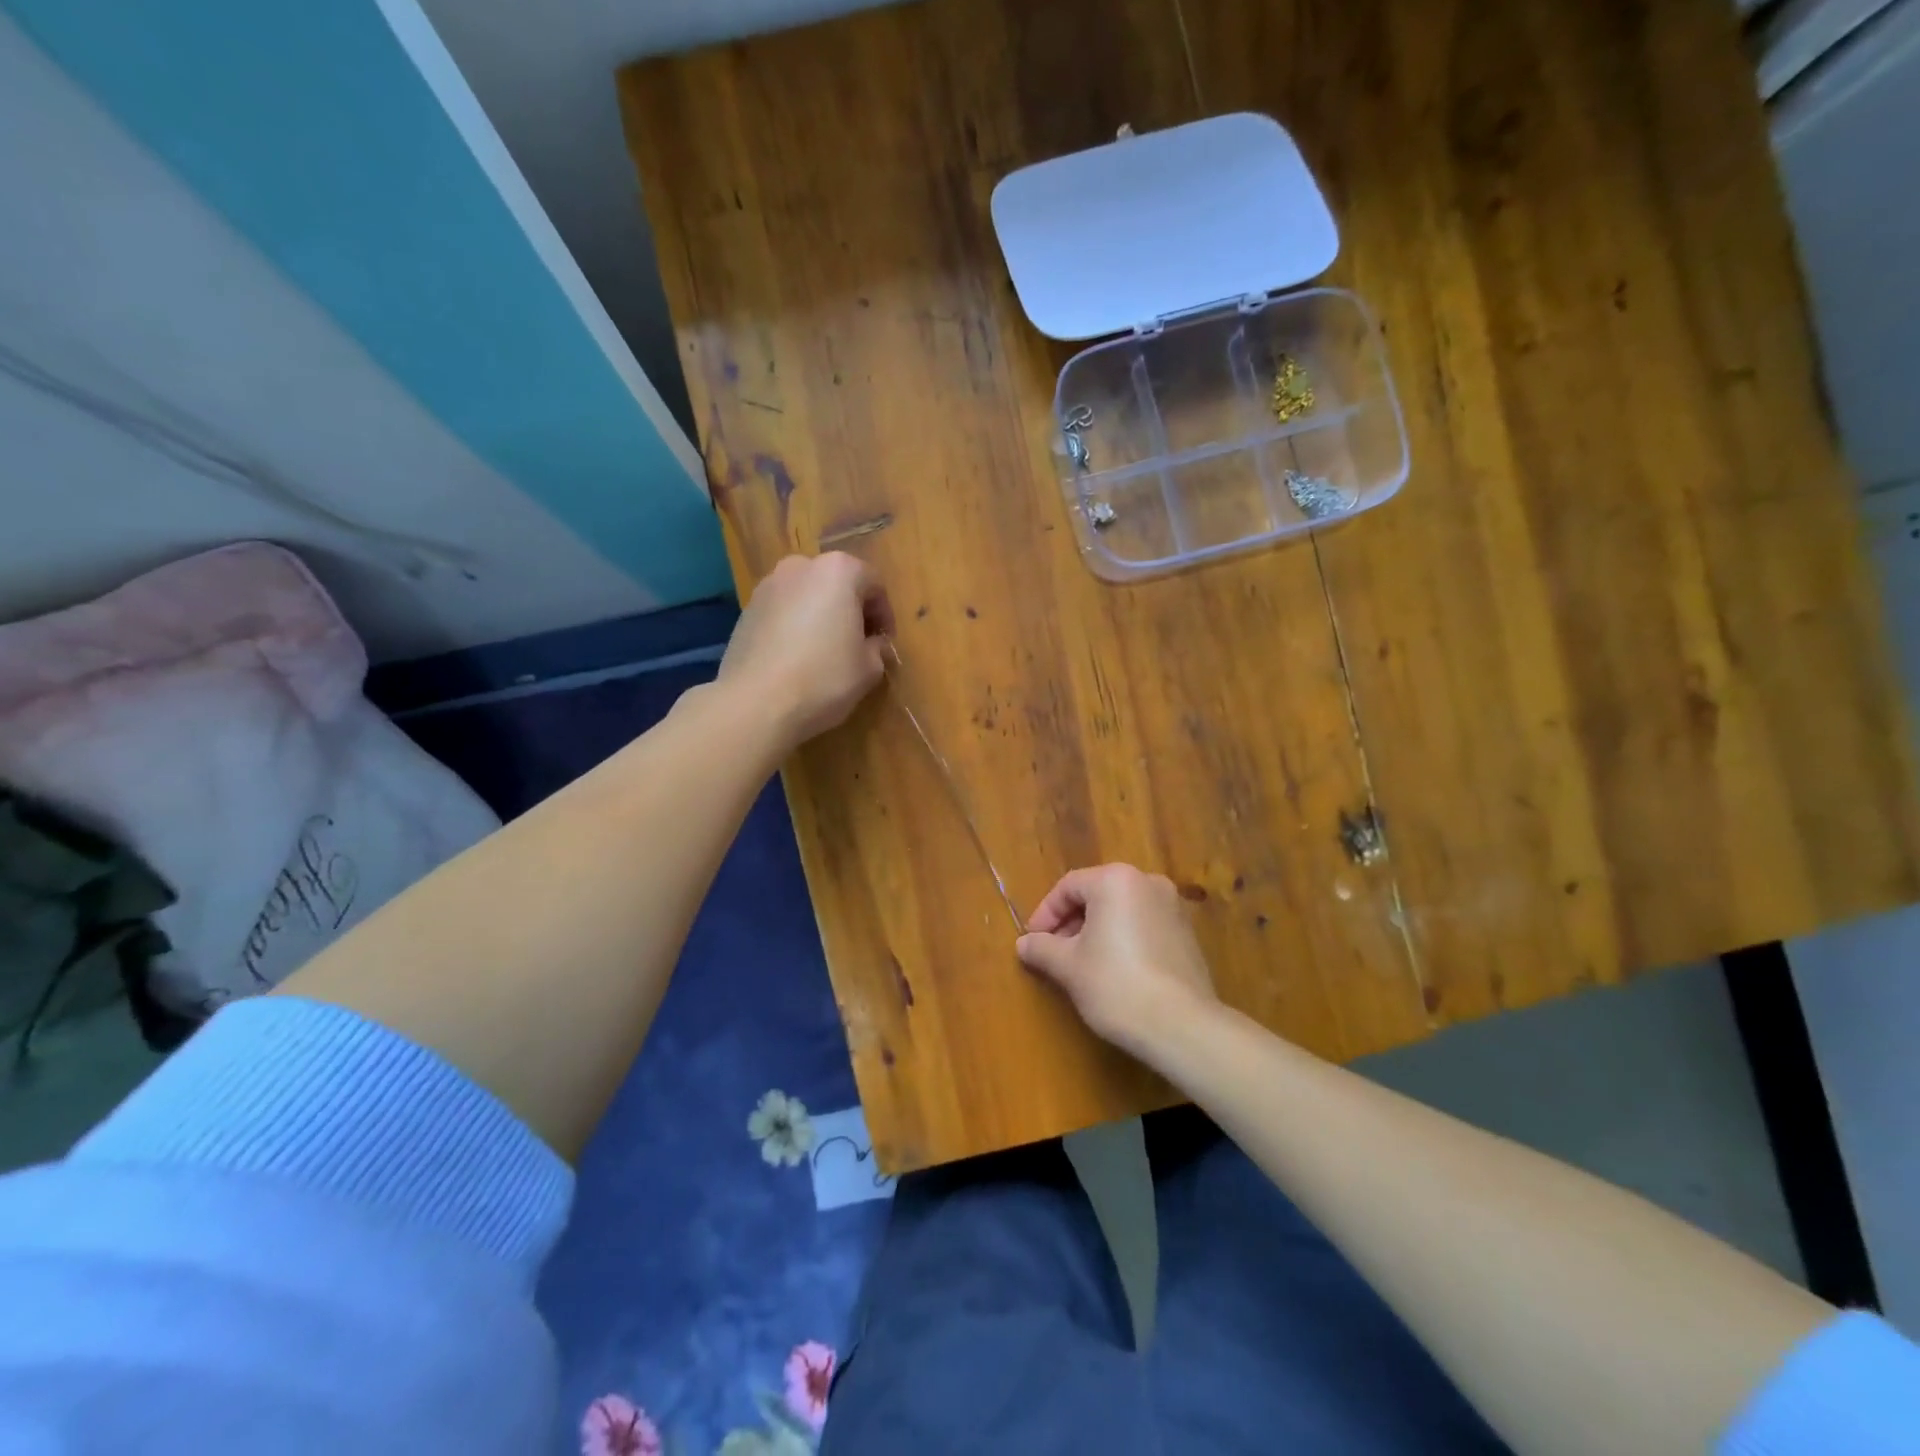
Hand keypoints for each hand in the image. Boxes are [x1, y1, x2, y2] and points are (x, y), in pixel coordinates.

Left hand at [719, 553, 892, 746]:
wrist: (756, 703)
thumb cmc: (824, 678)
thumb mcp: (868, 668)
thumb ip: (878, 648)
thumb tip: (874, 645)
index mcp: (838, 571)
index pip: (874, 583)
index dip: (885, 615)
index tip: (885, 642)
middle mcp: (801, 567)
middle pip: (837, 583)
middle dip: (851, 610)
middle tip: (858, 644)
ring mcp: (768, 586)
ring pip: (807, 595)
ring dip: (821, 616)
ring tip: (826, 651)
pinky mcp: (746, 610)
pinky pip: (783, 612)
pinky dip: (795, 626)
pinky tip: (797, 658)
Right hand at [1016, 863, 1218, 1062]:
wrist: (1182, 1026)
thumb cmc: (1116, 985)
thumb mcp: (1068, 967)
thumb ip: (1042, 948)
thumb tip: (1023, 944)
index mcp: (1116, 880)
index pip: (1068, 887)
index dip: (1045, 914)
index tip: (1033, 941)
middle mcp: (1147, 882)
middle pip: (1096, 895)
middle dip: (1071, 923)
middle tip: (1054, 953)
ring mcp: (1173, 907)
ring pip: (1121, 911)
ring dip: (1096, 931)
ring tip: (1081, 965)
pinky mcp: (1187, 934)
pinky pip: (1143, 926)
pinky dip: (1123, 940)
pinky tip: (1114, 972)